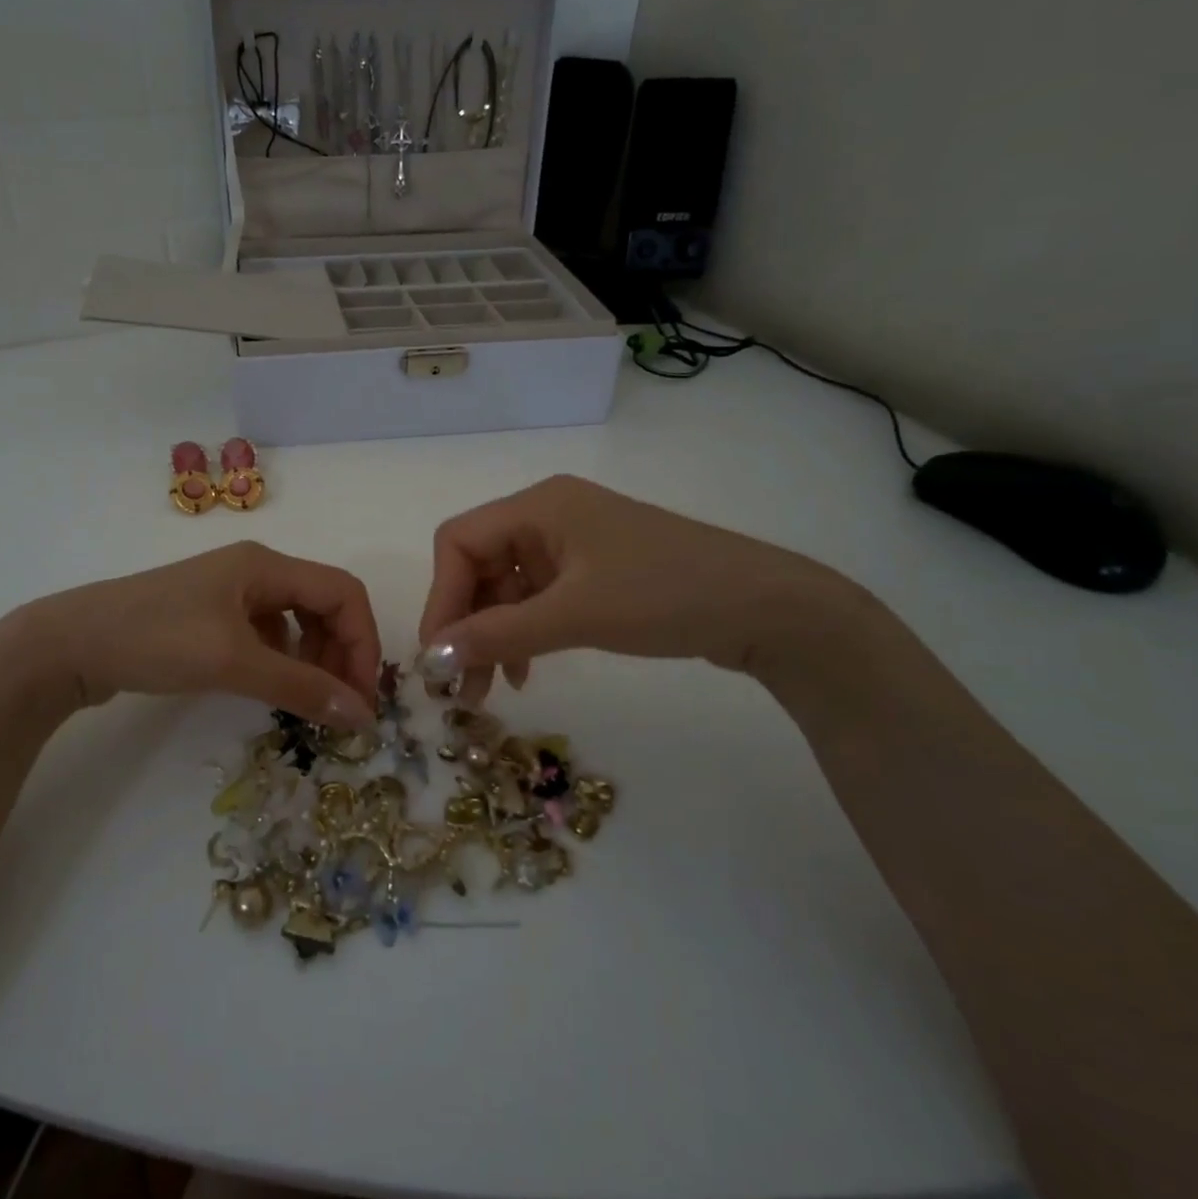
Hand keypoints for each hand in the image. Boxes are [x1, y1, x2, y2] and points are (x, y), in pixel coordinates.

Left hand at [34, 542, 380, 727]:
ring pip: (297, 622)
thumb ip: (300, 687)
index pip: (343, 592)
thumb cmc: (155, 639)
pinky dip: (284, 661)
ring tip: (311, 701)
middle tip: (341, 706)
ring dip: (315, 659)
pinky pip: (268, 636)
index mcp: (266, 565)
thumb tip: (361, 715)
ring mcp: (232, 594)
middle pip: (323, 605)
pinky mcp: (212, 618)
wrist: (69, 645)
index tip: (362, 695)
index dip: (363, 640)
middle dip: (341, 653)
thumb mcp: (233, 662)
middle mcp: (256, 572)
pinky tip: (275, 688)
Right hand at [418, 475, 849, 698]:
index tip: (437, 655)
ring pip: (507, 589)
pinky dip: (524, 634)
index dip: (441, 597)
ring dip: (491, 637)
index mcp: (539, 506)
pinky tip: (522, 673)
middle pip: (480, 566)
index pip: (458, 541)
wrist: (766, 608)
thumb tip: (431, 657)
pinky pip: (538, 601)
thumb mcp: (575, 615)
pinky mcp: (594, 573)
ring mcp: (574, 545)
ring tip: (484, 692)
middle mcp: (549, 517)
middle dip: (465, 625)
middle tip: (456, 687)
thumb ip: (498, 634)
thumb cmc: (664, 595)